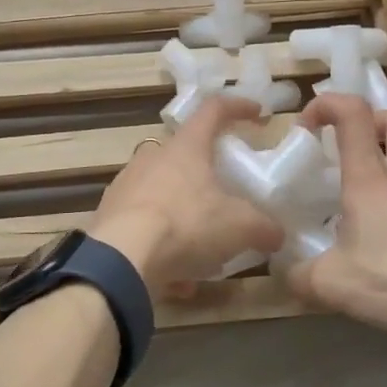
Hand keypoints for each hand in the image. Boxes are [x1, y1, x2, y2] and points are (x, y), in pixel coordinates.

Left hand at [88, 95, 284, 297]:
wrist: (120, 259)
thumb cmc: (186, 225)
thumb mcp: (240, 227)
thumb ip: (264, 227)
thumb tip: (277, 234)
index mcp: (186, 147)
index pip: (213, 110)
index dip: (238, 107)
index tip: (258, 113)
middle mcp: (152, 158)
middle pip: (184, 154)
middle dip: (206, 171)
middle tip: (227, 193)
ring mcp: (126, 185)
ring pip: (163, 193)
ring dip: (185, 215)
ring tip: (204, 249)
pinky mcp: (109, 216)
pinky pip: (145, 226)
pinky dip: (163, 246)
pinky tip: (177, 278)